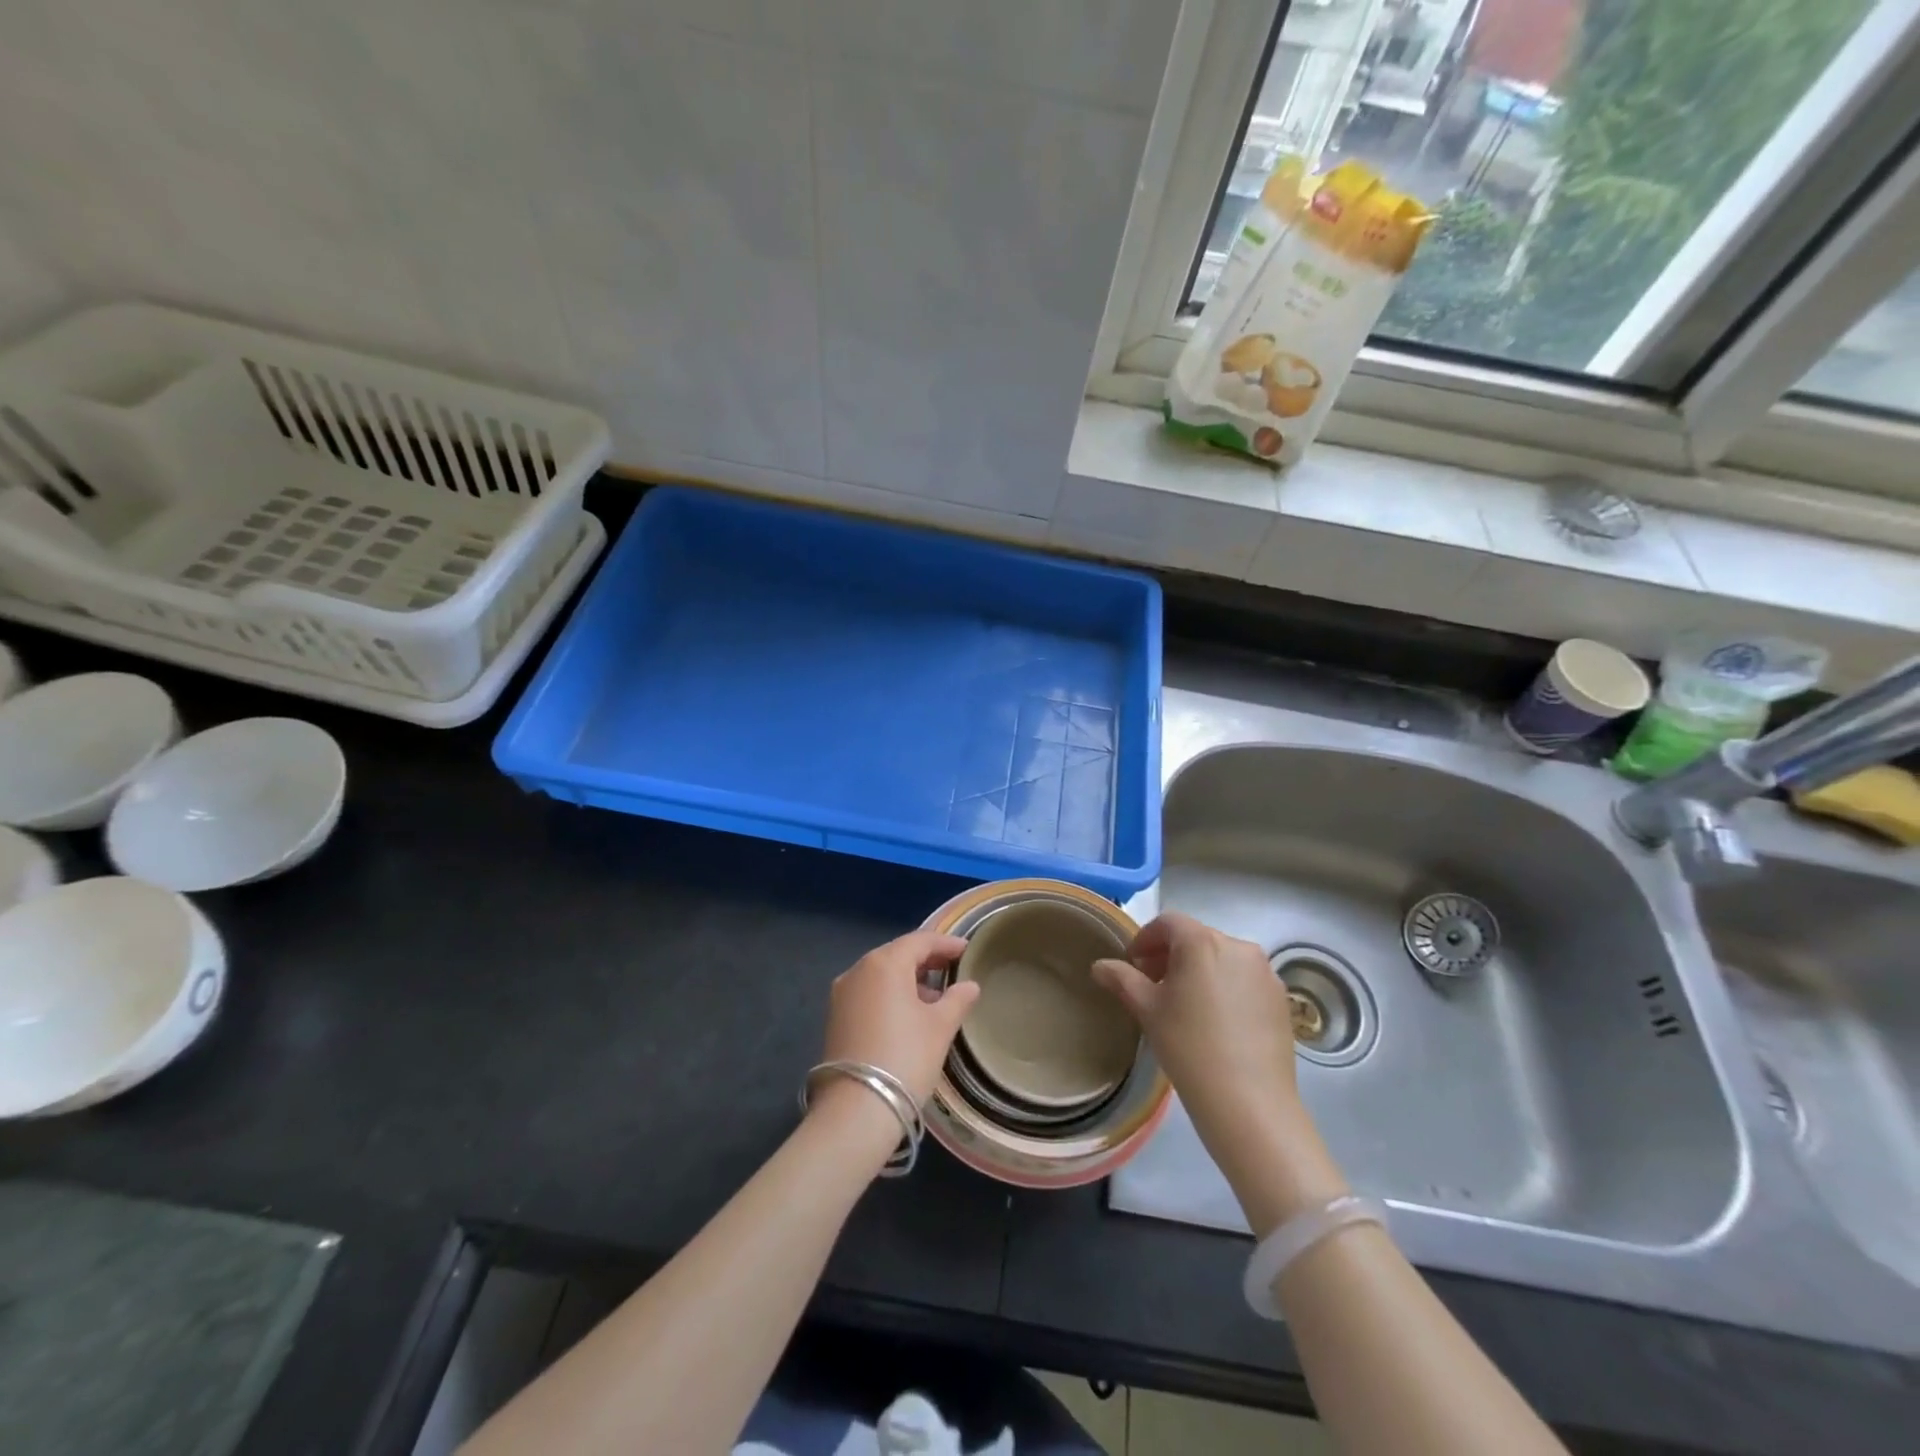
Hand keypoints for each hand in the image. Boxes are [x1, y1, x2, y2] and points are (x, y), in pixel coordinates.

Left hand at [817, 930, 977, 1108]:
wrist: (857, 1109)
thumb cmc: (906, 1057)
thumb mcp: (940, 1027)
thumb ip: (957, 999)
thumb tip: (970, 985)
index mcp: (884, 963)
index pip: (920, 941)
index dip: (946, 943)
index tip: (967, 950)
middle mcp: (858, 970)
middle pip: (897, 954)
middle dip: (926, 959)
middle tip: (953, 968)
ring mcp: (842, 994)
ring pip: (881, 974)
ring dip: (908, 979)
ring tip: (935, 996)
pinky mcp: (835, 1017)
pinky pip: (869, 993)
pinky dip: (890, 995)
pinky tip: (909, 1014)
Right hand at [1094, 912, 1345, 1232]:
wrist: (1250, 1104)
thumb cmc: (1189, 1048)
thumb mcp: (1147, 1011)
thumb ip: (1122, 980)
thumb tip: (1100, 966)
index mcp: (1202, 942)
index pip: (1168, 923)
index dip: (1145, 939)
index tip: (1133, 965)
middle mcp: (1238, 946)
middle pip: (1196, 938)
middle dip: (1171, 956)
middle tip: (1153, 986)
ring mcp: (1265, 973)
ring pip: (1222, 959)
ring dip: (1199, 971)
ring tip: (1185, 1005)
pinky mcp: (1281, 999)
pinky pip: (1245, 980)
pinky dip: (1225, 987)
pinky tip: (1215, 1021)